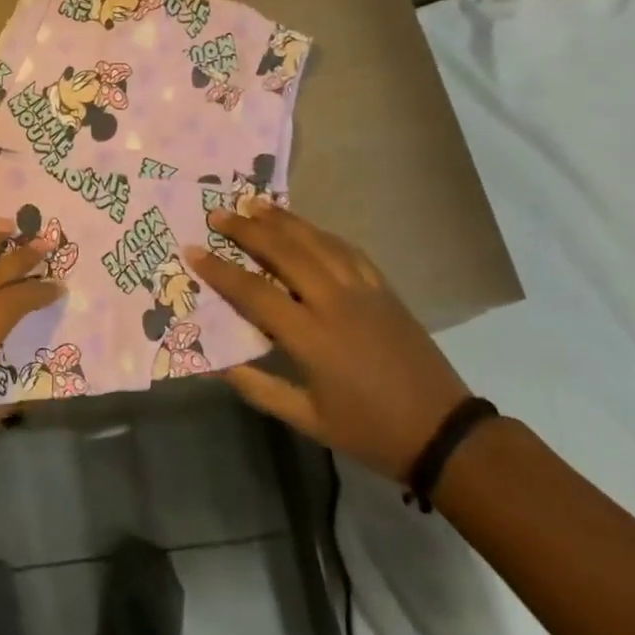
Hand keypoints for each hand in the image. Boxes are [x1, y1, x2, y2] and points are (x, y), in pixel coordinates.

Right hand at [187, 203, 471, 481]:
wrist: (441, 430)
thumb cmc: (368, 430)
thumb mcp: (307, 420)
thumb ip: (259, 388)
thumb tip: (219, 364)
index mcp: (311, 337)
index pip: (254, 293)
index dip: (220, 271)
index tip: (193, 251)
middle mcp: (334, 303)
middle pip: (284, 253)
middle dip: (247, 229)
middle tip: (219, 214)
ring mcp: (363, 291)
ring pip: (317, 242)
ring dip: (283, 220)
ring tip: (254, 204)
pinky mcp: (384, 289)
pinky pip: (348, 250)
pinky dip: (321, 233)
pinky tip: (306, 227)